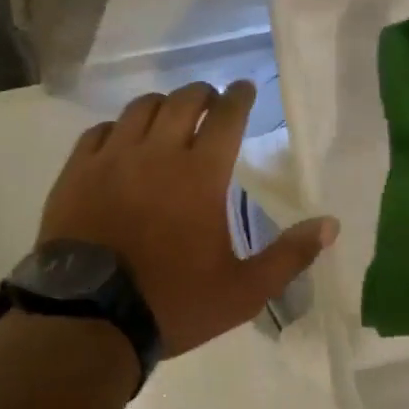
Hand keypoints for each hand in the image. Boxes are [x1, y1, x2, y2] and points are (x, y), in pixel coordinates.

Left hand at [39, 81, 338, 356]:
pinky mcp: (77, 172)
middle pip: (183, 101)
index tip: (245, 88)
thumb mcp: (243, 291)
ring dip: (162, 105)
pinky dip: (119, 128)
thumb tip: (331, 225)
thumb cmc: (172, 303)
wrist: (89, 319)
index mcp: (201, 174)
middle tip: (212, 103)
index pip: (226, 116)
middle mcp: (157, 153)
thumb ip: (289, 255)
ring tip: (170, 116)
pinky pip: (99, 131)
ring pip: (140, 108)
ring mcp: (112, 159)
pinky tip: (124, 140)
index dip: (239, 96)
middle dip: (203, 94)